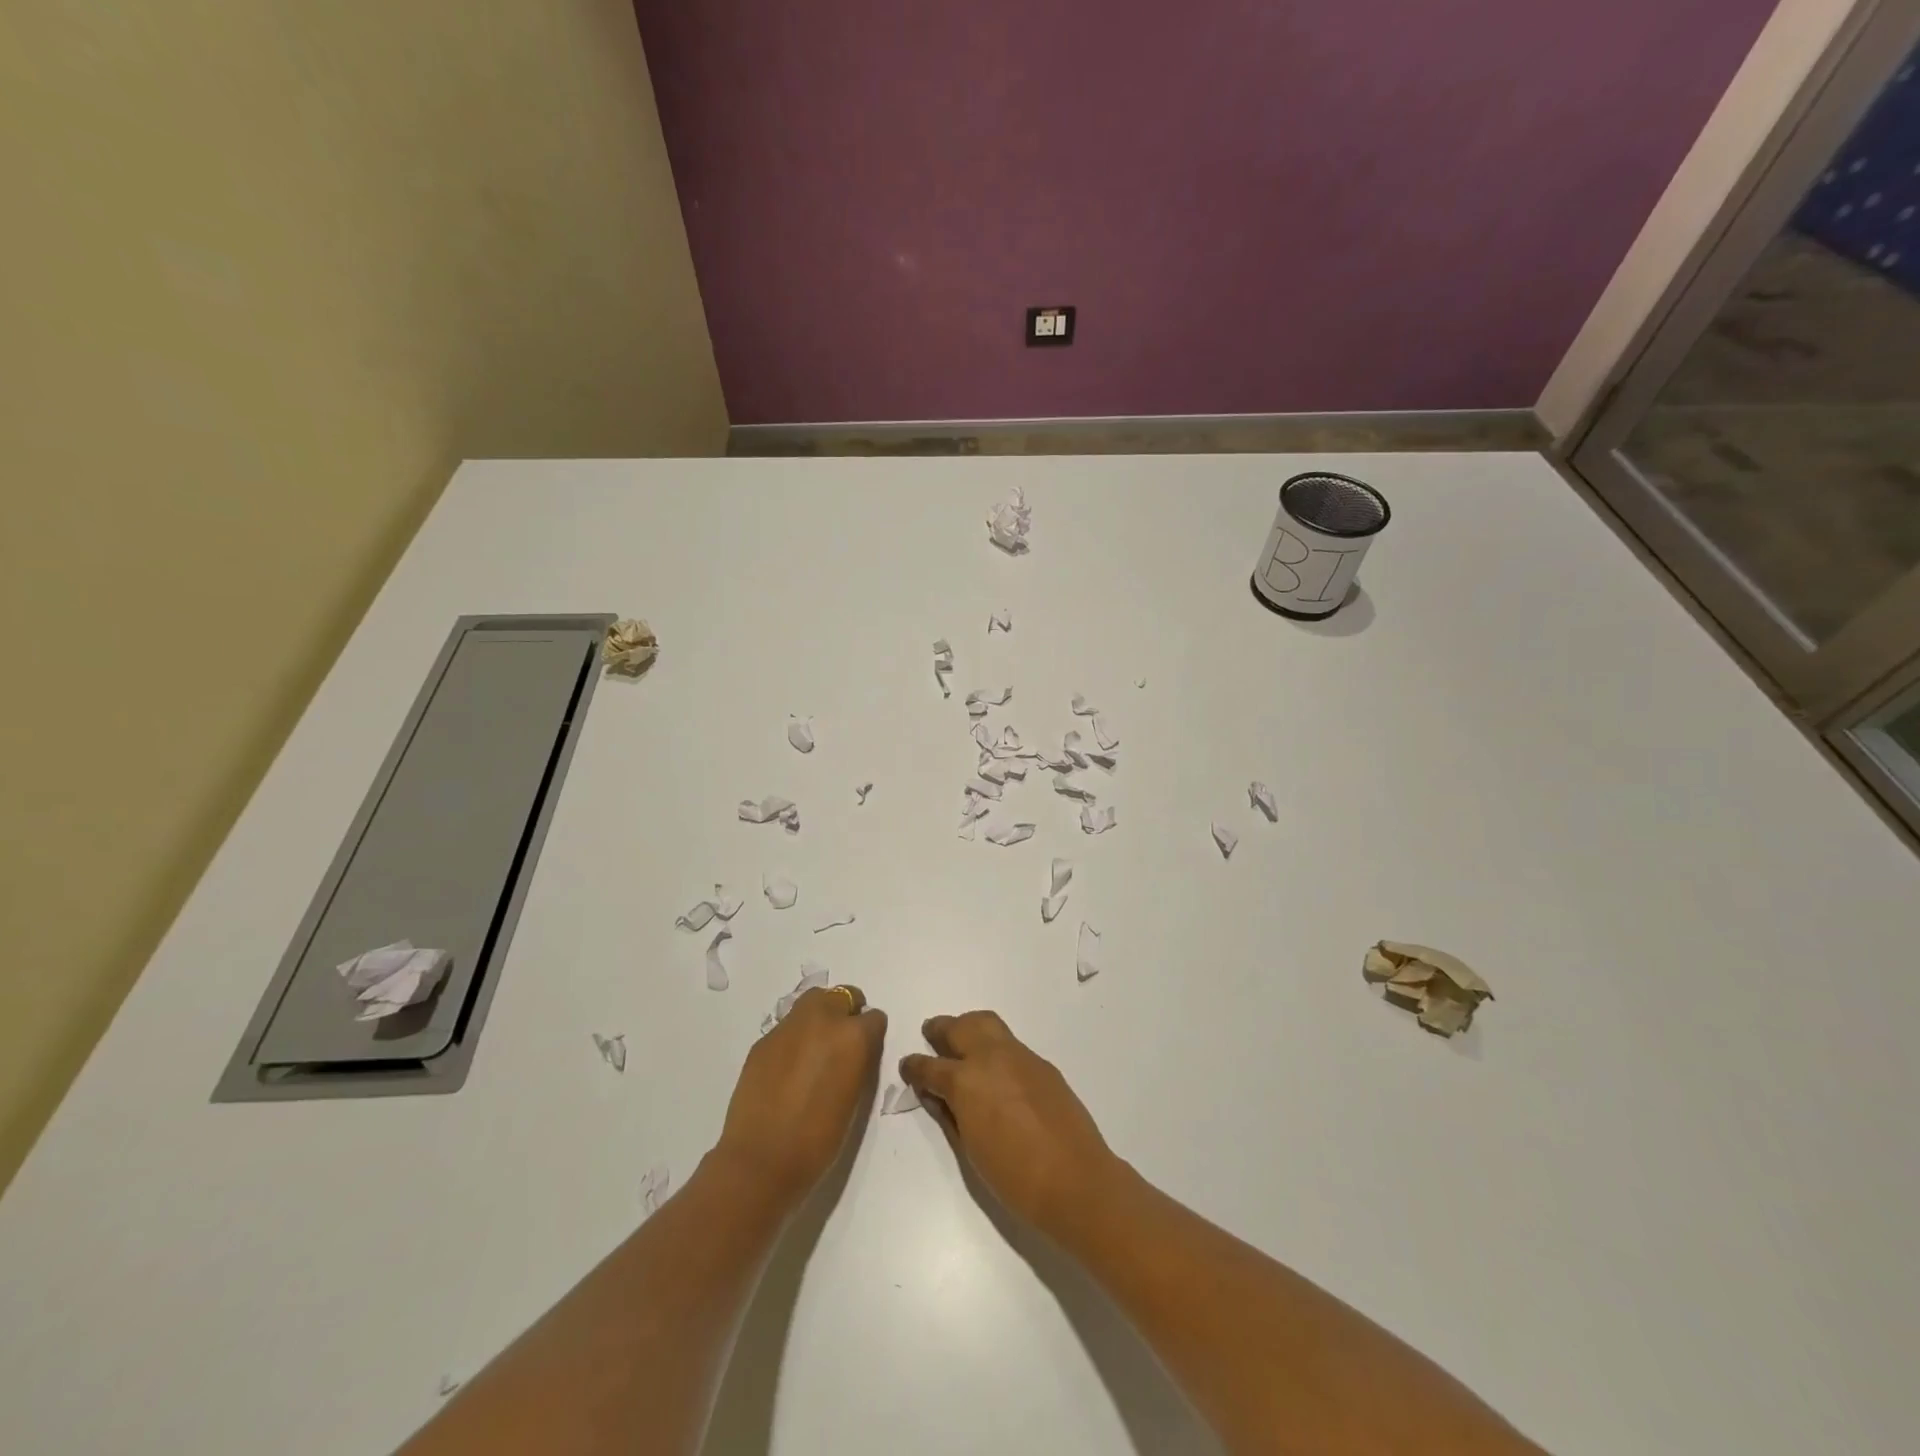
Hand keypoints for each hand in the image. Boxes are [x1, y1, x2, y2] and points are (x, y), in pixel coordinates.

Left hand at [715, 985, 886, 1207]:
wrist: (762, 1159)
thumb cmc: (819, 1139)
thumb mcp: (855, 1097)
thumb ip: (858, 1062)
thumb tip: (854, 1052)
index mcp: (853, 1036)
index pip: (874, 1018)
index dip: (871, 1035)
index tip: (865, 1053)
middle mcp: (823, 1019)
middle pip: (842, 995)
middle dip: (846, 1013)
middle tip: (840, 1045)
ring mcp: (789, 1026)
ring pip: (812, 1002)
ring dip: (819, 1017)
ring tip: (814, 1049)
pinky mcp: (764, 1039)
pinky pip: (787, 1026)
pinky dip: (794, 1038)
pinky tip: (787, 1068)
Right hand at [901, 1011, 1119, 1242]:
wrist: (1075, 1181)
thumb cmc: (1014, 1178)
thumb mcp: (970, 1150)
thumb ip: (950, 1116)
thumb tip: (937, 1096)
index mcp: (966, 1081)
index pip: (930, 1066)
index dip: (914, 1067)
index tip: (907, 1067)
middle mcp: (990, 1057)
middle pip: (959, 1028)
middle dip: (940, 1029)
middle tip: (931, 1035)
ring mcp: (1020, 1056)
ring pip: (987, 1024)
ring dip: (968, 1027)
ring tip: (961, 1042)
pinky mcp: (1042, 1064)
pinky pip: (1010, 1044)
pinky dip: (995, 1047)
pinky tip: (996, 1070)